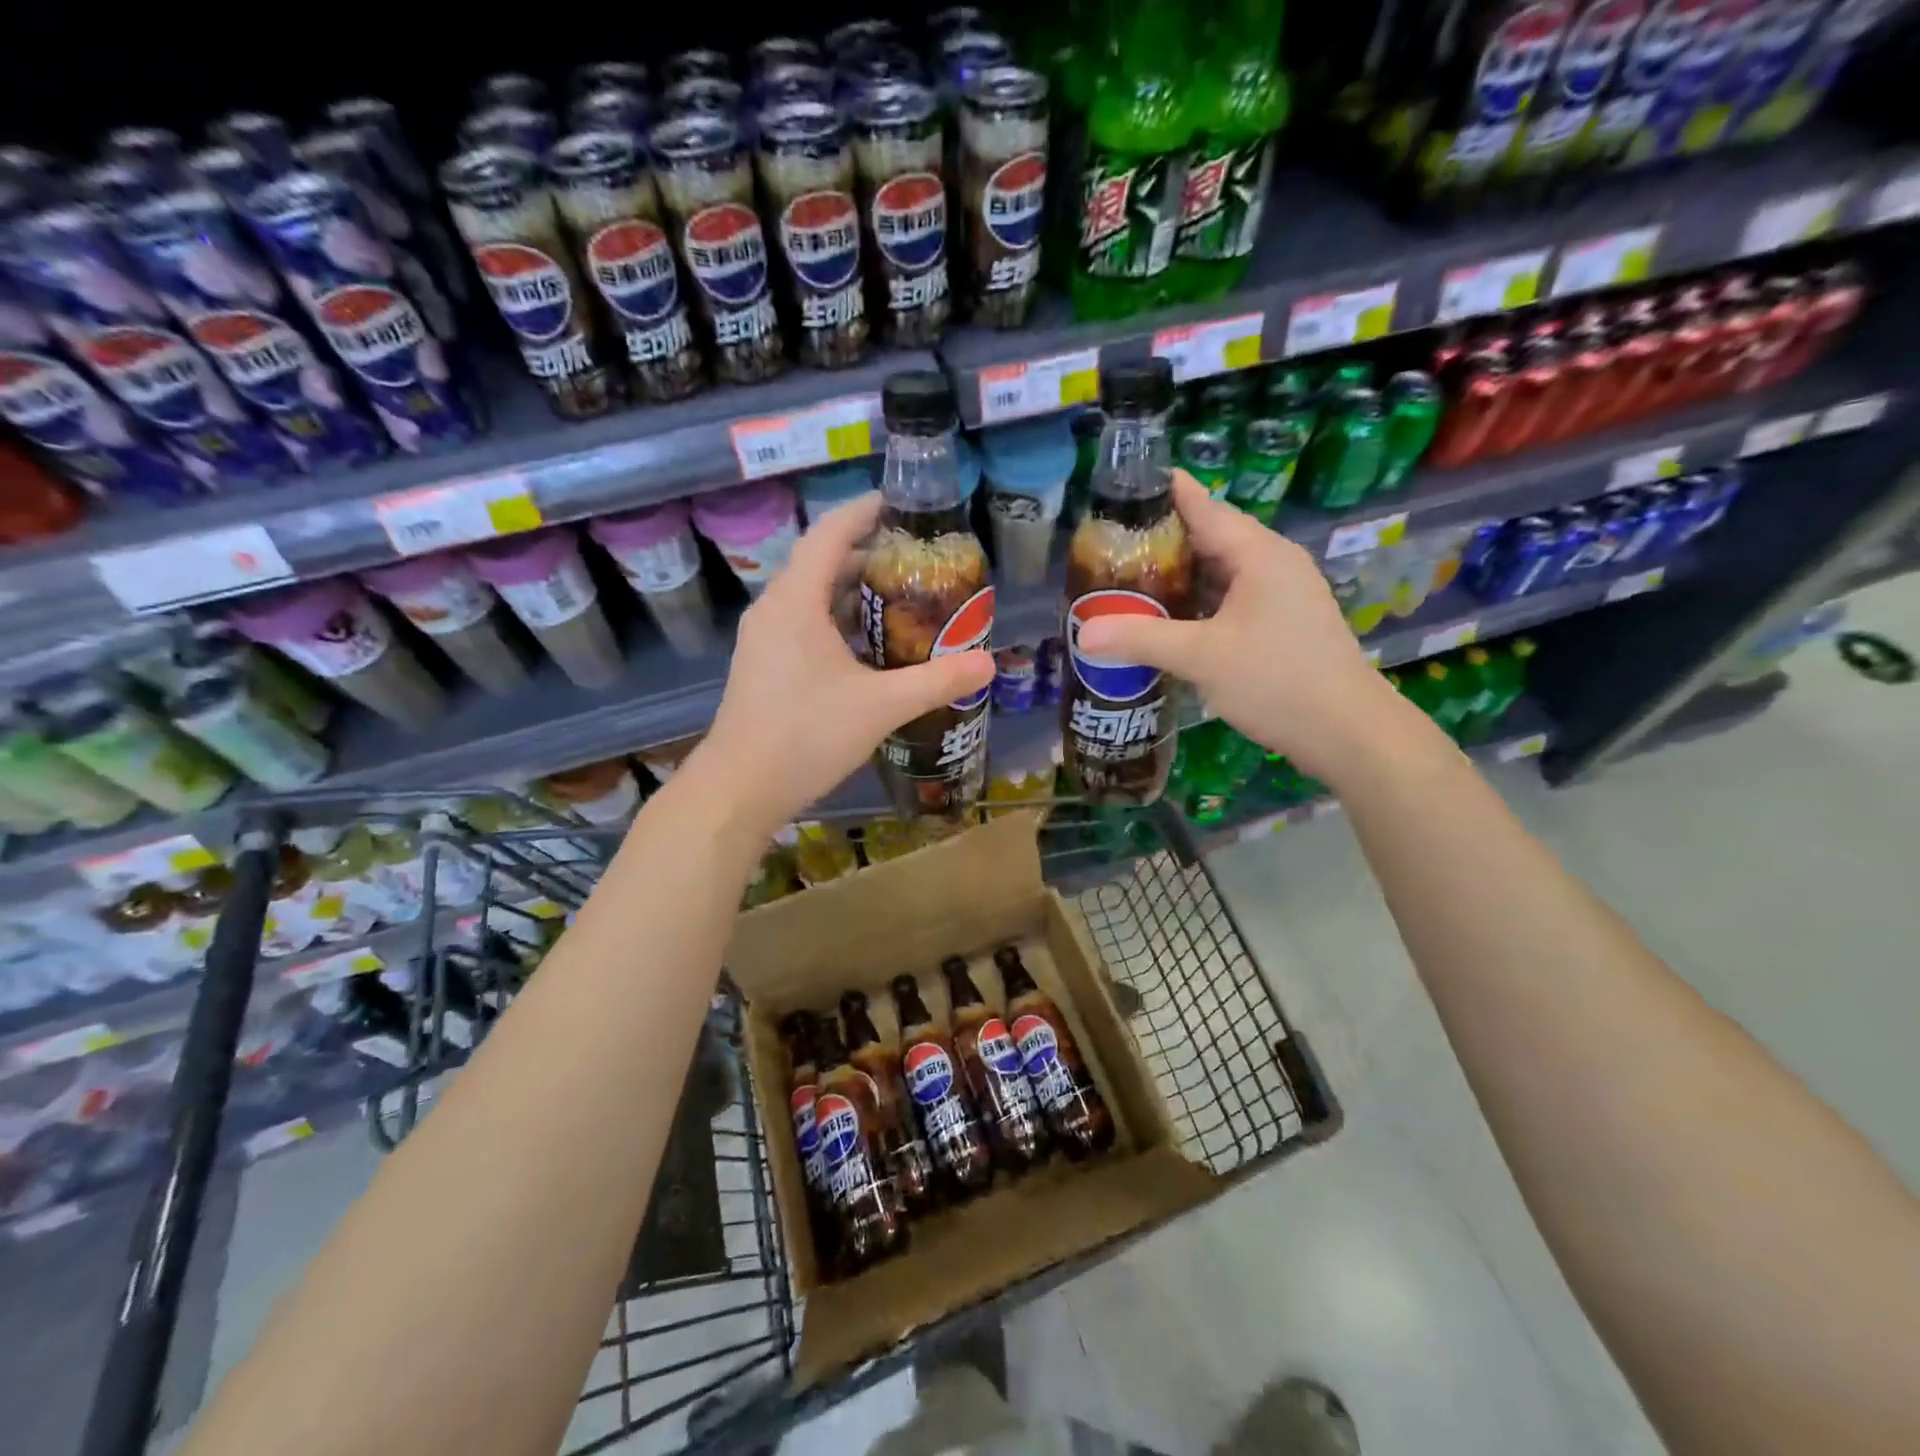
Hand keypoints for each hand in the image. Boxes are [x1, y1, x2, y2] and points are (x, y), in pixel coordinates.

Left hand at [697, 493, 993, 832]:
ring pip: (811, 599)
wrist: (740, 788)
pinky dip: (836, 623)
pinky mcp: (763, 666)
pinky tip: (868, 648)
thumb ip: (936, 681)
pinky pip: (803, 626)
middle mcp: (774, 610)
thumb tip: (988, 664)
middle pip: (821, 564)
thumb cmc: (807, 734)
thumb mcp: (880, 706)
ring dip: (852, 594)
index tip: (897, 503)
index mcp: (796, 601)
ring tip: (899, 600)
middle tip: (915, 561)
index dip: (863, 512)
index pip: (830, 534)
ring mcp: (764, 640)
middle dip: (867, 557)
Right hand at [1075, 470, 1414, 781]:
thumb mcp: (1202, 657)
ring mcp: (1279, 594)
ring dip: (1177, 575)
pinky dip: (1196, 603)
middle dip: (1159, 540)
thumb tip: (1083, 634)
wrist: (1346, 731)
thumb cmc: (1276, 680)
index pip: (1203, 505)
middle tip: (1108, 546)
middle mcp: (1271, 563)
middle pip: (1208, 537)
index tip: (1120, 487)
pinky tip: (1166, 619)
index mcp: (1258, 553)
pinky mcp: (1280, 623)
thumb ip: (1141, 639)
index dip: (1162, 493)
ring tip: (1127, 580)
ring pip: (1219, 571)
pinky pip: (1228, 598)